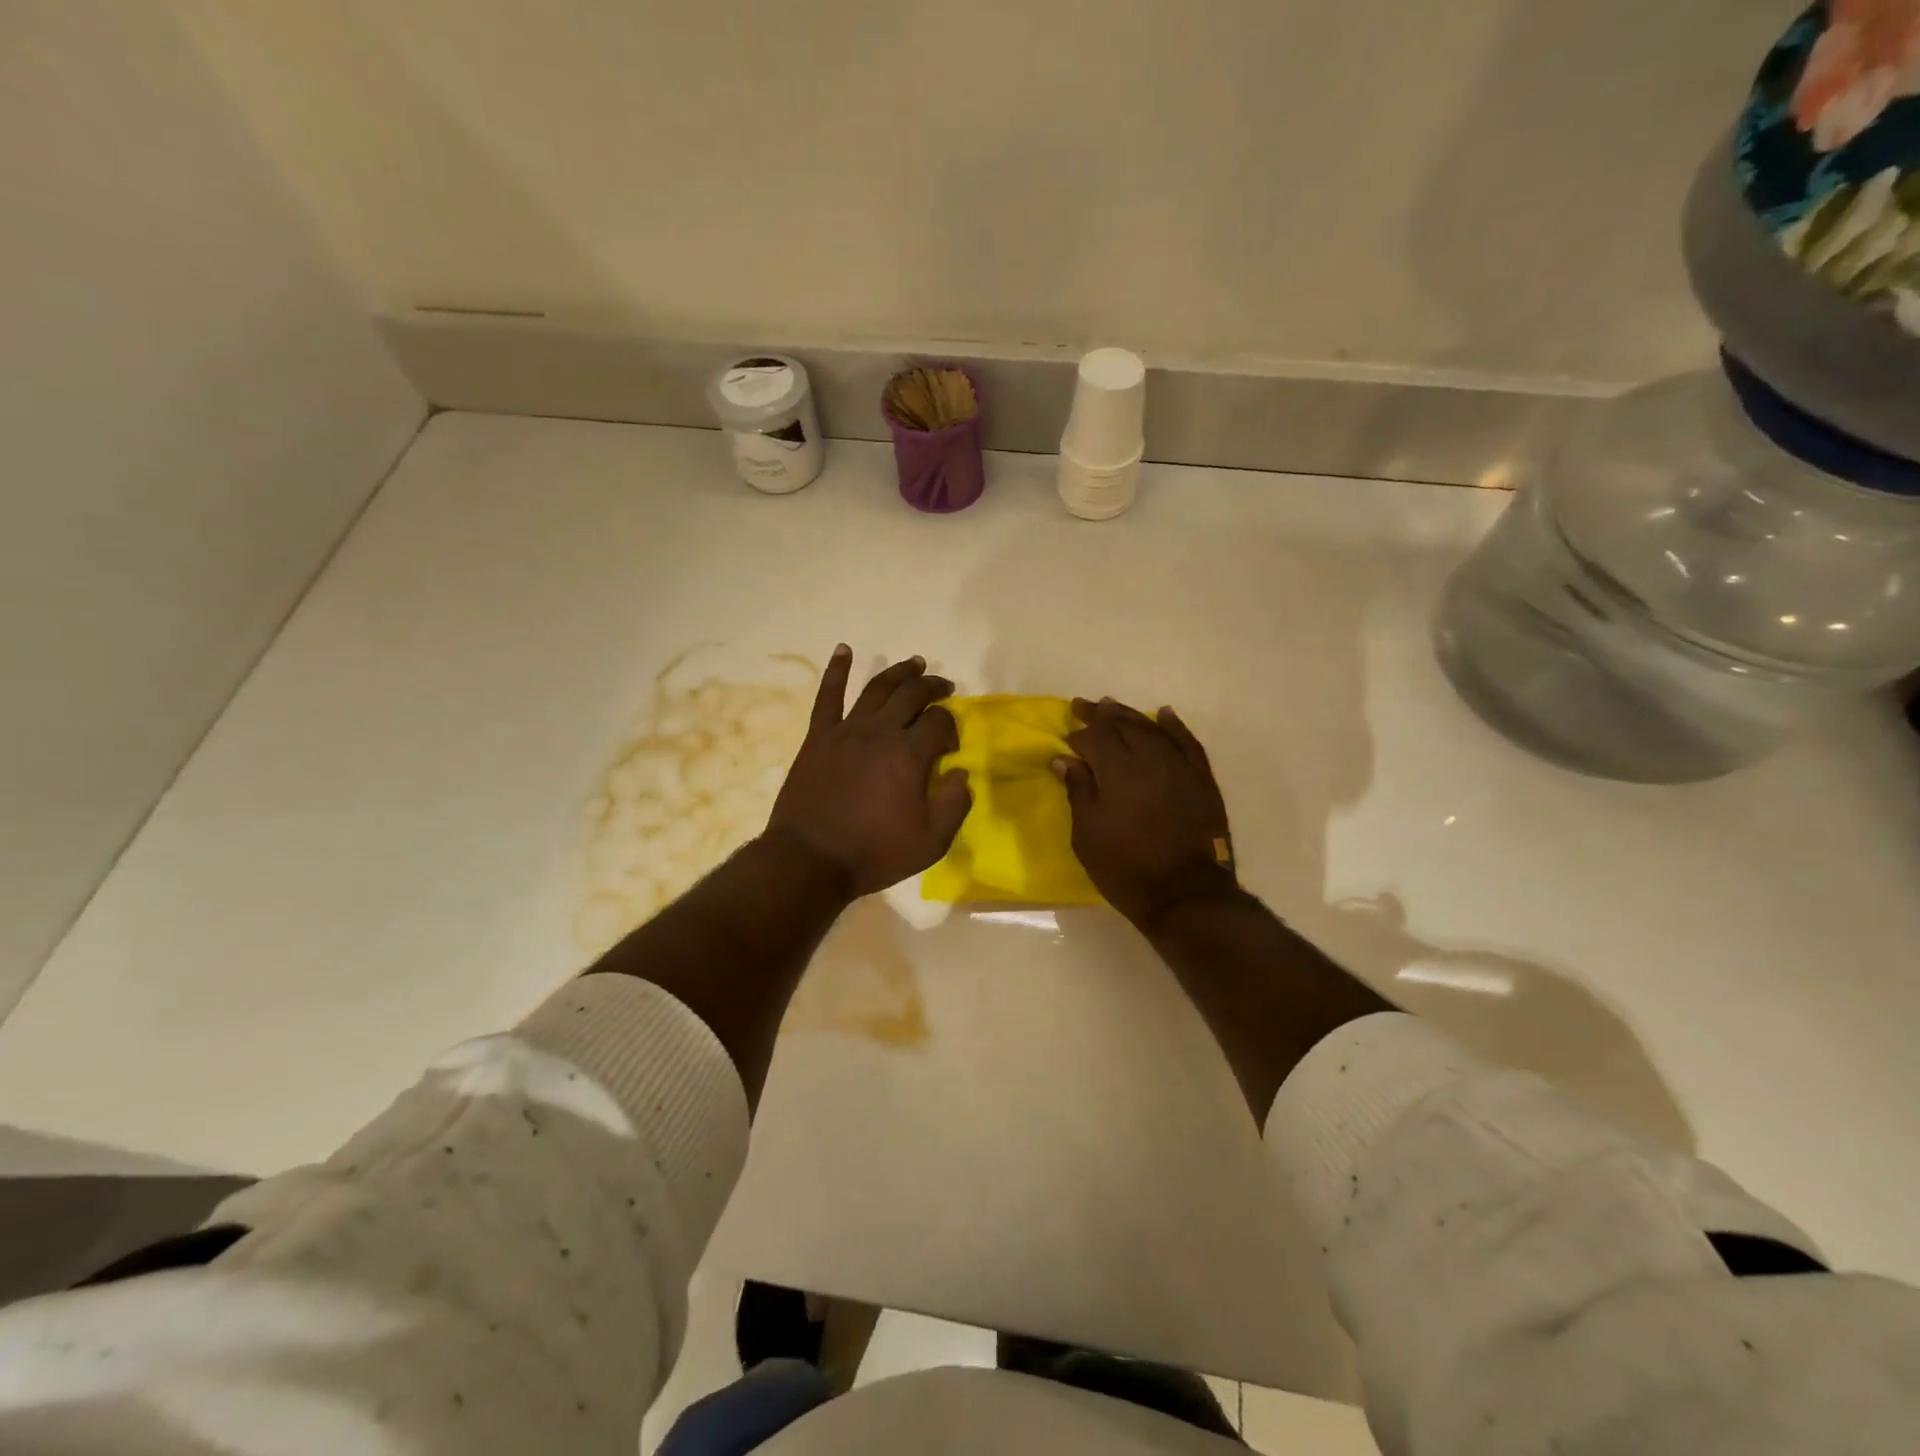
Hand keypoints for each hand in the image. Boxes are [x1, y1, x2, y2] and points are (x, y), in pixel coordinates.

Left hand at [766, 646, 971, 896]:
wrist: (810, 860)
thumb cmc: (874, 853)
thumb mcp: (931, 842)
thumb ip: (954, 804)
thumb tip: (960, 773)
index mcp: (910, 755)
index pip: (940, 722)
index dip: (951, 728)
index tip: (949, 748)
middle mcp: (880, 732)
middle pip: (912, 695)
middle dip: (933, 687)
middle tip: (944, 687)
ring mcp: (846, 731)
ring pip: (877, 688)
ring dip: (899, 672)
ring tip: (914, 664)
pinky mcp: (818, 737)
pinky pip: (828, 696)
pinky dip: (837, 670)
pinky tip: (844, 650)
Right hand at [1054, 698, 1236, 926]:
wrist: (1185, 894)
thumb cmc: (1126, 868)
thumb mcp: (1087, 835)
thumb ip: (1078, 791)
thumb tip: (1065, 759)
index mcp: (1117, 770)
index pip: (1095, 738)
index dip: (1079, 735)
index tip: (1067, 740)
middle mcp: (1149, 758)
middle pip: (1123, 725)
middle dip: (1101, 715)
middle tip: (1084, 706)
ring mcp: (1179, 766)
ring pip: (1152, 728)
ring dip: (1131, 715)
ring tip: (1113, 706)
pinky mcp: (1201, 779)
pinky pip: (1187, 742)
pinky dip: (1174, 726)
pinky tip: (1164, 714)